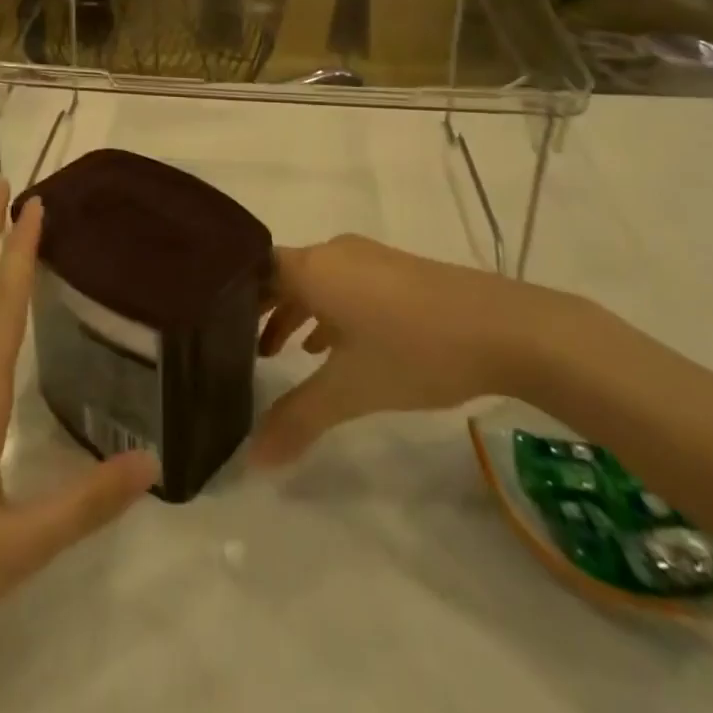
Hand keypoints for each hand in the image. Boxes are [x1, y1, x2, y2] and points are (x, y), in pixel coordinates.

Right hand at [252, 234, 561, 467]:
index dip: (229, 294)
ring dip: (294, 312)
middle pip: (281, 274)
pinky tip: (332, 346)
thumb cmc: (413, 350)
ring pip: (314, 280)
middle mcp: (333, 252)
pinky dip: (326, 310)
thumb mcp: (351, 390)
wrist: (504, 328)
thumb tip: (252, 460)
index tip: (208, 325)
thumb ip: (298, 420)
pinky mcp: (395, 271)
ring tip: (277, 353)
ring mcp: (367, 258)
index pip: (253, 268)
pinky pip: (341, 283)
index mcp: (312, 267)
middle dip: (258, 309)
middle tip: (234, 346)